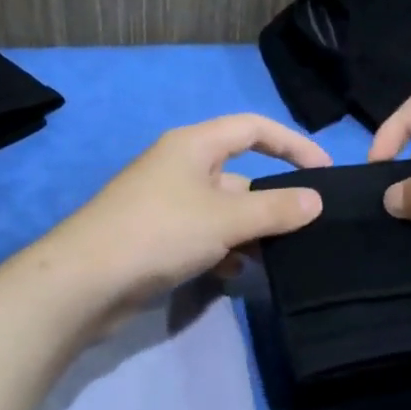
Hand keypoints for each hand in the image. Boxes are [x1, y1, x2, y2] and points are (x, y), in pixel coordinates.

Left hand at [45, 114, 331, 315]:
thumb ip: (275, 208)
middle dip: (271, 200)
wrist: (85, 281)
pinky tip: (237, 273)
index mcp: (193, 145)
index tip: (324, 170)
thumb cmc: (159, 232)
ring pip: (222, 211)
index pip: (253, 128)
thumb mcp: (226, 218)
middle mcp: (179, 167)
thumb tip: (316, 200)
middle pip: (239, 174)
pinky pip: (202, 236)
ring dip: (249, 231)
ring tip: (277, 256)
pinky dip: (223, 250)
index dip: (292, 143)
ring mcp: (166, 204)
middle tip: (305, 228)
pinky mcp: (156, 237)